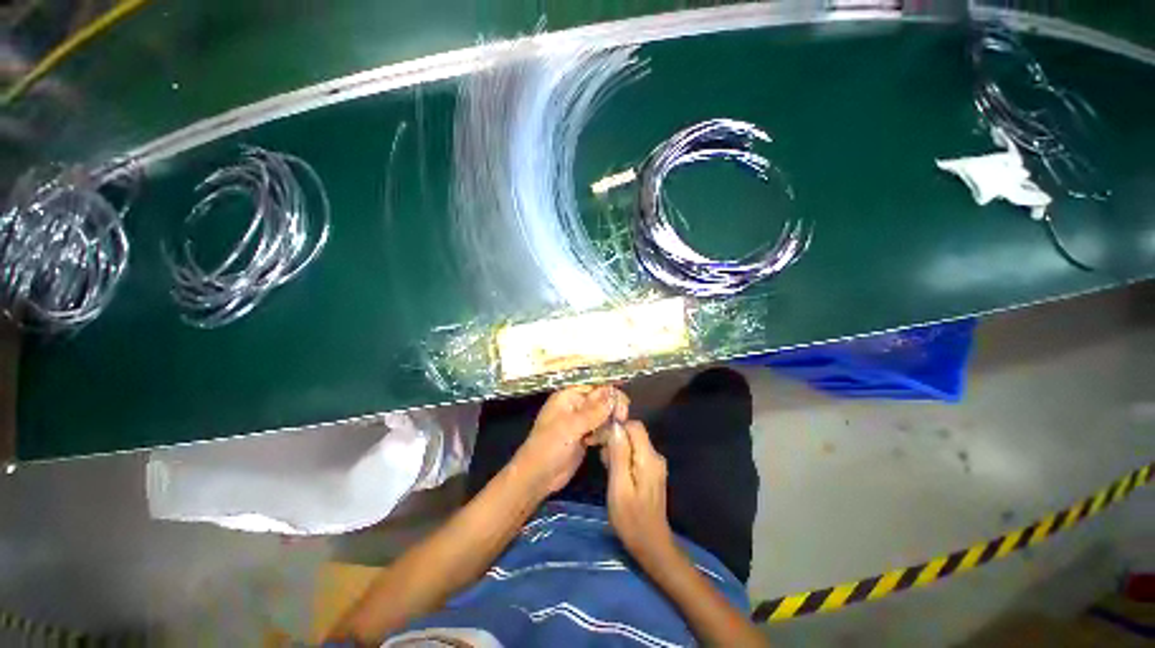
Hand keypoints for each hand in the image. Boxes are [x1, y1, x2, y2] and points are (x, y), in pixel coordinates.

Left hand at [510, 385, 627, 495]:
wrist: (538, 477)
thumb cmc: (549, 446)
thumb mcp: (571, 427)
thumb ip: (594, 412)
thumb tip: (614, 397)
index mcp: (568, 397)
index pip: (594, 388)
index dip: (610, 394)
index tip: (625, 404)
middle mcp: (575, 406)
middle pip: (601, 401)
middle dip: (612, 409)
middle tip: (621, 420)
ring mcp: (580, 423)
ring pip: (603, 416)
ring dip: (609, 424)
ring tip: (608, 434)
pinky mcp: (585, 437)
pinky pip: (600, 430)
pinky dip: (604, 435)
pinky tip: (601, 443)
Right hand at [606, 421, 676, 565]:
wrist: (651, 545)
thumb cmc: (631, 519)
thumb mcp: (619, 486)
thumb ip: (618, 454)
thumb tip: (615, 426)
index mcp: (648, 457)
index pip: (633, 426)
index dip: (614, 427)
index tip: (597, 439)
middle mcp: (655, 456)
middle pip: (633, 432)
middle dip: (613, 437)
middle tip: (596, 452)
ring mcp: (654, 464)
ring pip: (632, 443)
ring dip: (615, 447)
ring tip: (603, 465)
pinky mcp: (651, 471)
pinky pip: (634, 453)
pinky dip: (621, 456)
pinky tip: (612, 470)